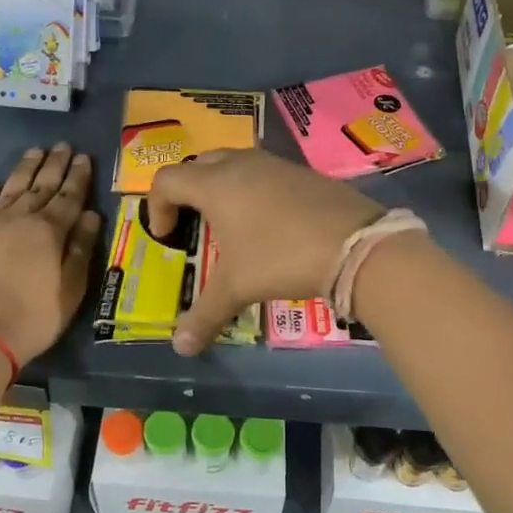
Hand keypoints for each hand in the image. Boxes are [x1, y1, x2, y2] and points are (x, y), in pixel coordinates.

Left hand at [0, 144, 103, 365]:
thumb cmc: (32, 318)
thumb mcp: (70, 290)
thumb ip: (80, 249)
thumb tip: (92, 216)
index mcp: (49, 231)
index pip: (69, 196)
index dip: (78, 177)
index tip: (84, 158)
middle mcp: (19, 219)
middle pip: (41, 185)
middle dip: (54, 164)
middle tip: (62, 145)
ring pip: (10, 189)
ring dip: (24, 169)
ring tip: (34, 152)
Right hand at [147, 148, 387, 354]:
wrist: (355, 244)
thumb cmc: (281, 258)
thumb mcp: (238, 287)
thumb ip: (204, 315)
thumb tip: (180, 348)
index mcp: (215, 184)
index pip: (167, 180)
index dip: (157, 207)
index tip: (167, 237)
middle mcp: (241, 165)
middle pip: (199, 165)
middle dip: (188, 191)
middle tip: (194, 224)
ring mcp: (275, 164)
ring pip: (235, 164)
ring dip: (223, 188)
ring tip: (231, 225)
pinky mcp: (303, 172)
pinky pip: (265, 173)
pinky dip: (254, 191)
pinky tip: (270, 225)